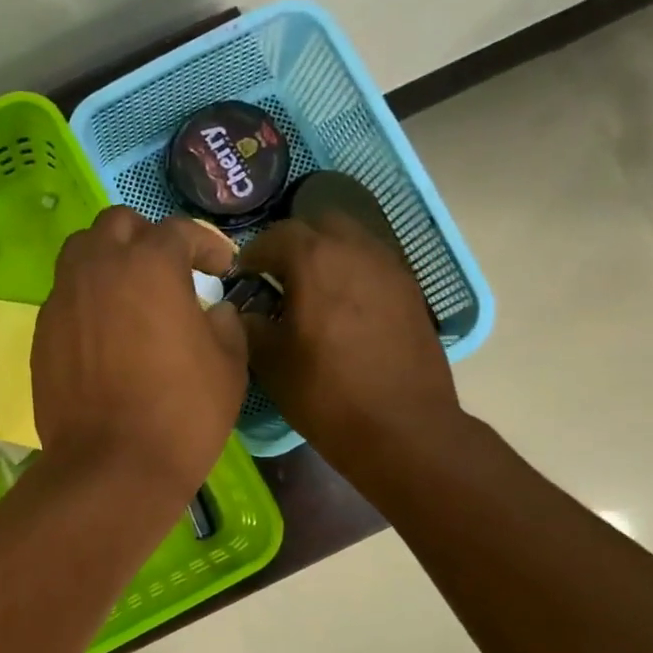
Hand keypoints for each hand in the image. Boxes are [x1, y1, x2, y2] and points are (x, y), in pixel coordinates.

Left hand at [34, 207, 245, 501]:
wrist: (112, 467)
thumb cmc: (182, 414)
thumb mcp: (229, 366)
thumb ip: (225, 324)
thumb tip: (213, 311)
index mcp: (149, 265)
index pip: (178, 231)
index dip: (205, 245)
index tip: (221, 268)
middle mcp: (98, 268)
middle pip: (117, 225)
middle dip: (147, 238)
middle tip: (169, 270)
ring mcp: (63, 300)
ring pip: (80, 253)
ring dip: (108, 260)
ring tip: (130, 294)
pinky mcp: (42, 333)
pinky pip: (65, 297)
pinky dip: (87, 299)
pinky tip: (105, 333)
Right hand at [236, 213, 463, 468]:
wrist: (402, 428)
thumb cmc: (326, 395)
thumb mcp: (271, 363)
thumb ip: (250, 326)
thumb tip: (243, 312)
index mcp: (315, 260)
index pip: (275, 236)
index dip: (252, 254)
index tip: (241, 275)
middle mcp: (356, 250)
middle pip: (319, 224)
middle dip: (293, 243)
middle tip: (276, 275)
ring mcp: (390, 268)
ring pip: (352, 241)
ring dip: (326, 255)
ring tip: (310, 291)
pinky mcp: (411, 292)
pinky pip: (373, 265)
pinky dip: (352, 274)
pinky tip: (342, 309)